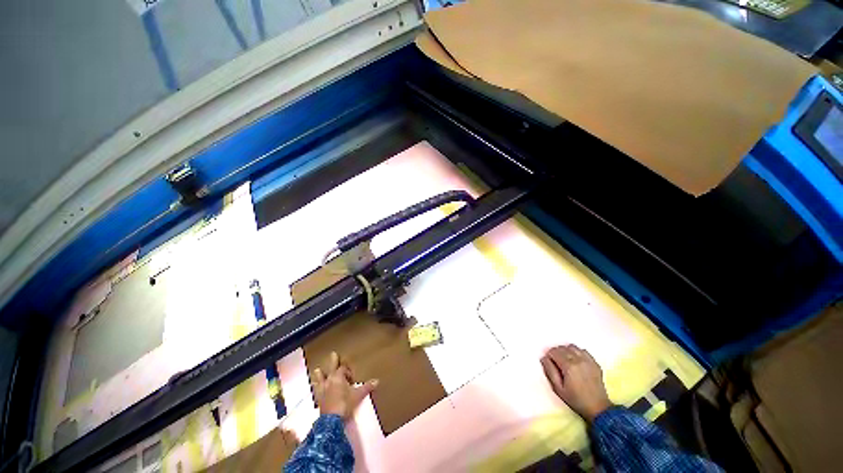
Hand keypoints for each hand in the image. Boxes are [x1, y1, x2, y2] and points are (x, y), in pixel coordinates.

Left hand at [313, 352, 378, 420]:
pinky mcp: (318, 398)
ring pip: (319, 377)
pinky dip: (316, 387)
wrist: (331, 421)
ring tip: (318, 370)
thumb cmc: (345, 404)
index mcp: (338, 377)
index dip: (348, 371)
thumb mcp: (358, 395)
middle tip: (333, 354)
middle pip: (331, 367)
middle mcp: (329, 380)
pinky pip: (316, 389)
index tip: (352, 378)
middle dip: (333, 361)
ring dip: (320, 374)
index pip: (343, 368)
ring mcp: (322, 389)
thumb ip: (367, 387)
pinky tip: (315, 387)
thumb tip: (376, 381)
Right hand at [541, 344, 611, 421]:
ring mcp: (588, 361)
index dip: (549, 356)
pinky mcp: (595, 363)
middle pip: (562, 348)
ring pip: (572, 347)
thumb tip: (544, 358)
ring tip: (565, 360)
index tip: (550, 363)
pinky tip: (576, 361)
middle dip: (556, 352)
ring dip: (566, 351)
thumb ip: (549, 371)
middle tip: (556, 362)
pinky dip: (577, 352)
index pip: (554, 351)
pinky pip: (583, 351)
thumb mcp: (558, 388)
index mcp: (568, 366)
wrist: (598, 408)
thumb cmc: (575, 399)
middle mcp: (579, 360)